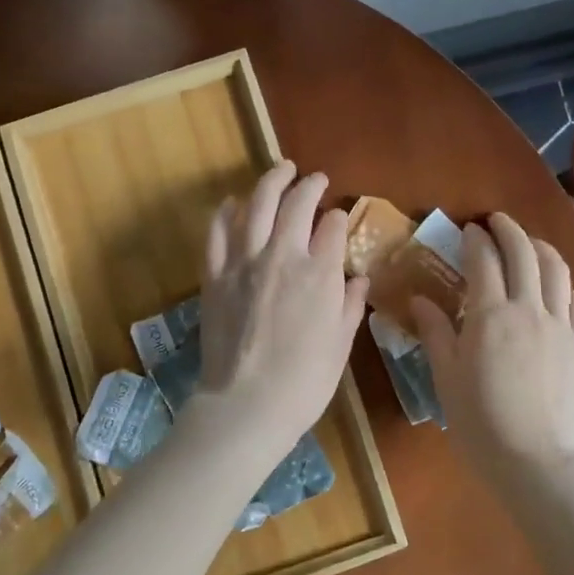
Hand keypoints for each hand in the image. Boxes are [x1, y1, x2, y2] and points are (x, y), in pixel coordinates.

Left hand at [195, 162, 368, 456]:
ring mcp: (244, 263)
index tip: (339, 217)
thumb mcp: (341, 345)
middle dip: (309, 186)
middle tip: (314, 179)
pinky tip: (232, 203)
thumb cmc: (304, 382)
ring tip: (281, 169)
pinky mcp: (215, 276)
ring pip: (256, 206)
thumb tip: (358, 278)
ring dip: (270, 182)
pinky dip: (225, 212)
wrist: (246, 405)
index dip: (338, 218)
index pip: (332, 228)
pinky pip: (217, 233)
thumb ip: (349, 305)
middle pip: (296, 205)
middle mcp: (282, 257)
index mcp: (320, 274)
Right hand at [411, 213, 573, 481]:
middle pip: (524, 253)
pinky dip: (565, 285)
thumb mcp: (446, 377)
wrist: (535, 460)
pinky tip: (557, 289)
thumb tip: (419, 299)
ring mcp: (562, 326)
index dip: (475, 239)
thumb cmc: (480, 421)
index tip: (468, 230)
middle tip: (497, 222)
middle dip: (509, 230)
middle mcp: (529, 309)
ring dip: (541, 248)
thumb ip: (435, 332)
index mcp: (490, 315)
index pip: (483, 260)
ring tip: (529, 244)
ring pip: (557, 270)